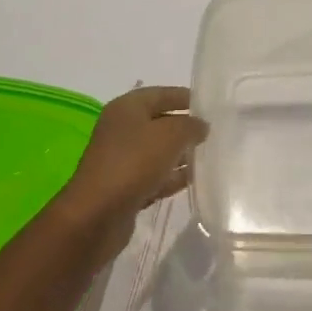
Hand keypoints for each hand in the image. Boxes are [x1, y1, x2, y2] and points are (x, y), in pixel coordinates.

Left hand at [56, 86, 206, 261]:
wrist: (97, 216)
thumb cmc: (134, 163)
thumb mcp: (170, 135)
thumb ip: (190, 126)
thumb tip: (201, 126)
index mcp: (127, 108)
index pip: (162, 94)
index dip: (186, 97)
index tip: (212, 105)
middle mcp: (122, 129)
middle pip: (160, 122)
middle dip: (186, 127)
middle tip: (215, 133)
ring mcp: (122, 159)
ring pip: (158, 151)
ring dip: (181, 154)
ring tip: (210, 156)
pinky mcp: (125, 187)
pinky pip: (154, 176)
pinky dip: (172, 177)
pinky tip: (194, 180)